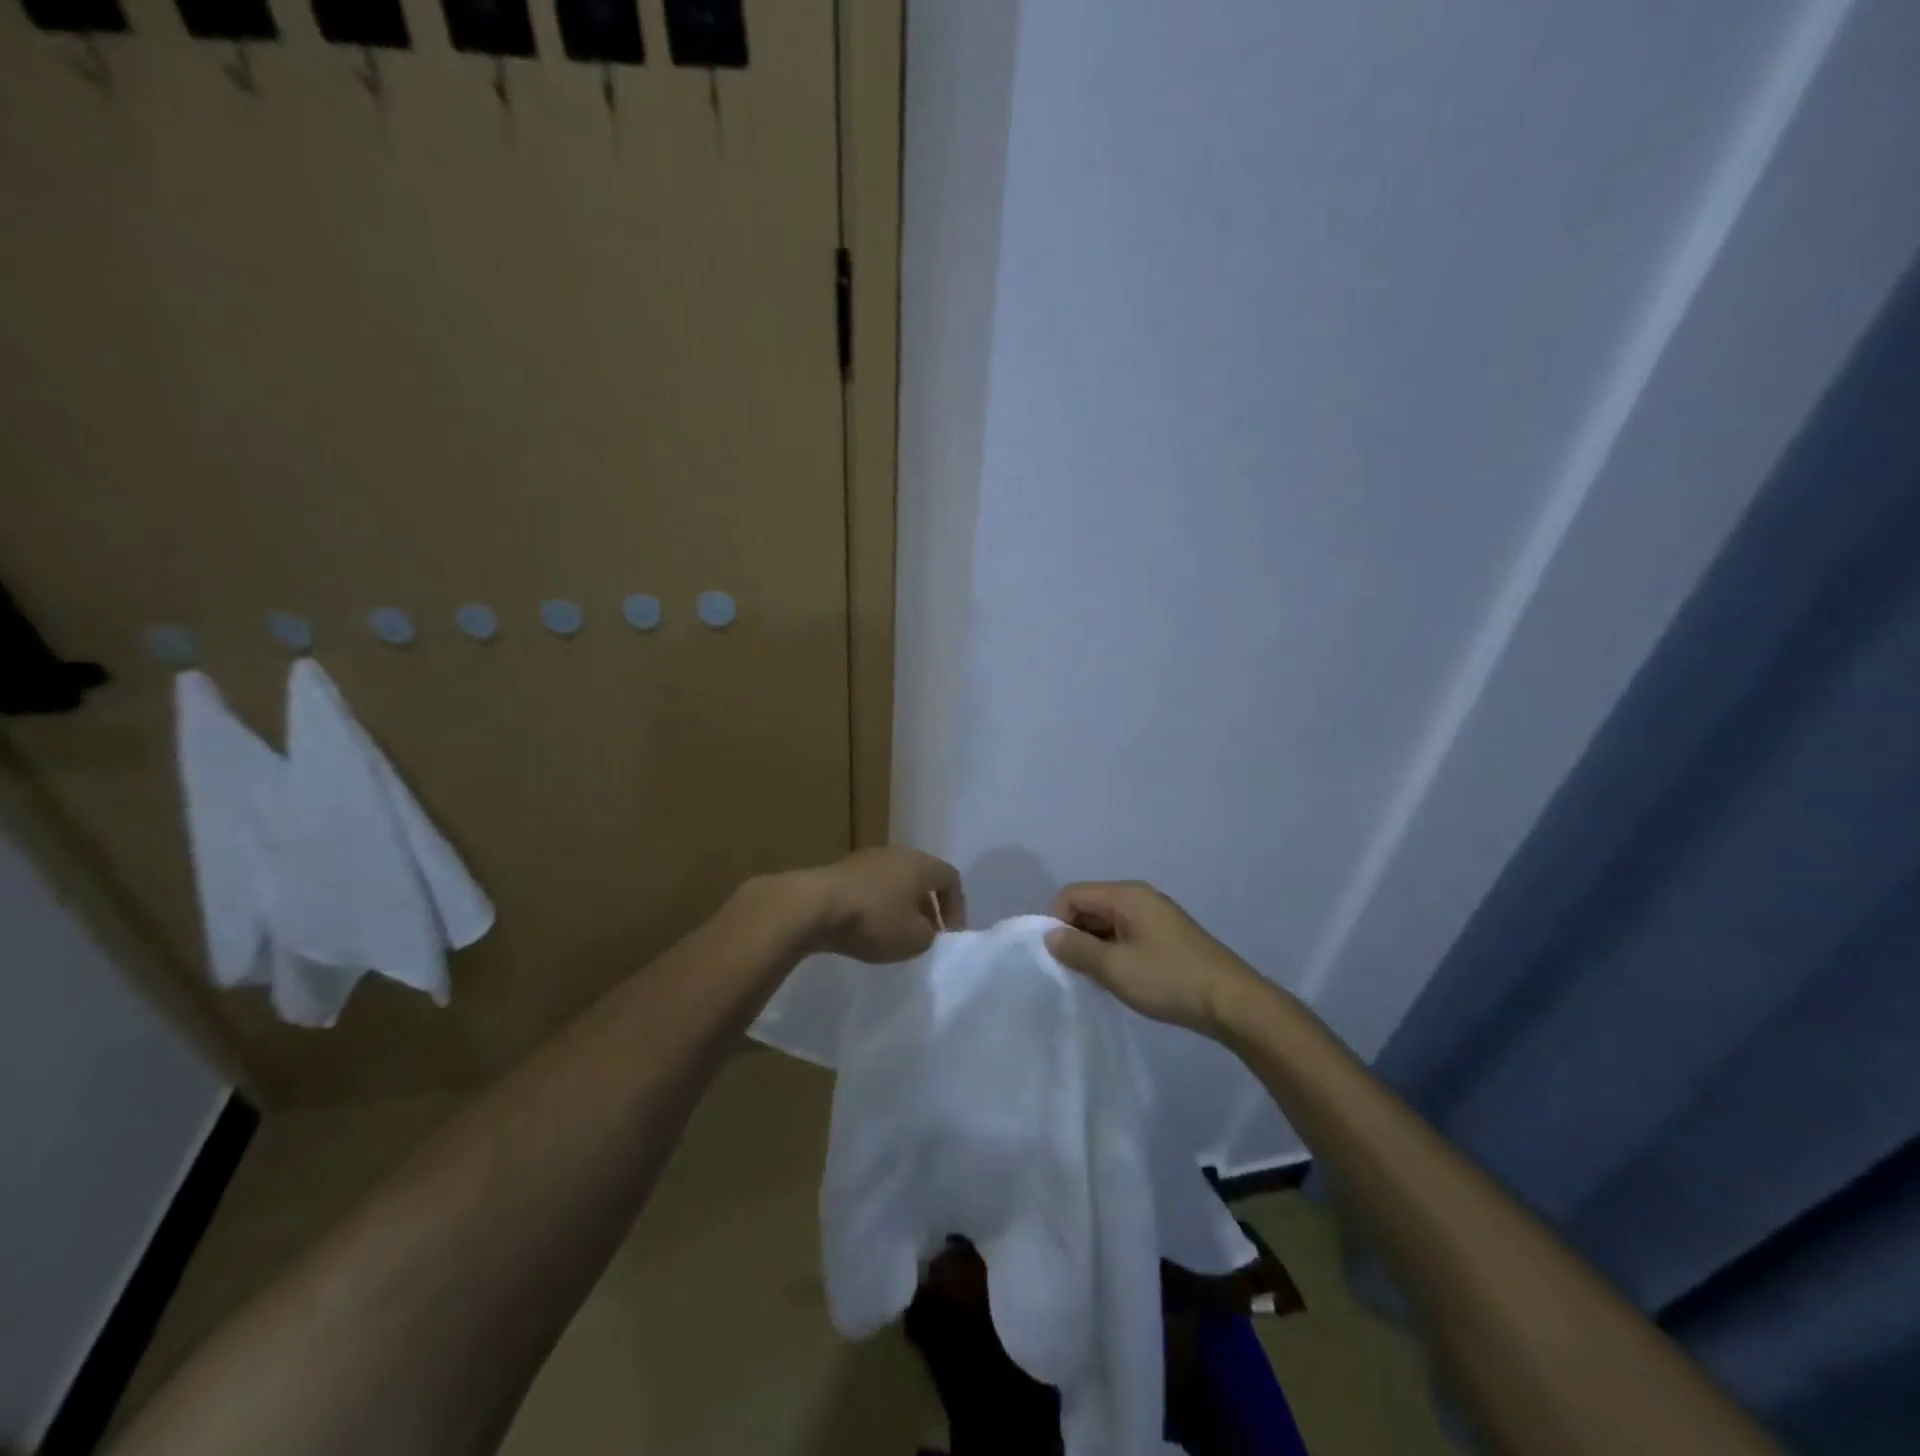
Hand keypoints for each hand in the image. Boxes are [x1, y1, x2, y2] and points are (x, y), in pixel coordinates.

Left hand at [806, 847, 964, 962]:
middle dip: (927, 907)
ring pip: (893, 882)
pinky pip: (869, 888)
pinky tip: (865, 928)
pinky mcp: (839, 871)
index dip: (956, 907)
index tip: (948, 935)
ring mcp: (865, 859)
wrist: (814, 906)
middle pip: (920, 877)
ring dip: (899, 906)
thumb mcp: (914, 939)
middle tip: (925, 934)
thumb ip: (929, 935)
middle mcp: (895, 853)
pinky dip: (874, 906)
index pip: (951, 878)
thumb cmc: (874, 919)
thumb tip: (923, 929)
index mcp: (920, 863)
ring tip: (894, 934)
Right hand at [1044, 881, 1267, 1034]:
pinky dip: (1114, 952)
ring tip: (1098, 979)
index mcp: (1126, 895)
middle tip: (1075, 972)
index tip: (1058, 957)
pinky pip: (1126, 934)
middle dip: (1075, 935)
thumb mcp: (1115, 968)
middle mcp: (1139, 897)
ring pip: (1107, 922)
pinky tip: (1120, 979)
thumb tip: (1050, 935)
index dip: (1056, 921)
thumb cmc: (1169, 979)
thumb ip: (1077, 949)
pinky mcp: (1166, 936)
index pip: (1072, 894)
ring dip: (1095, 947)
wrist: (1232, 1002)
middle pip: (1089, 905)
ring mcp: (1155, 916)